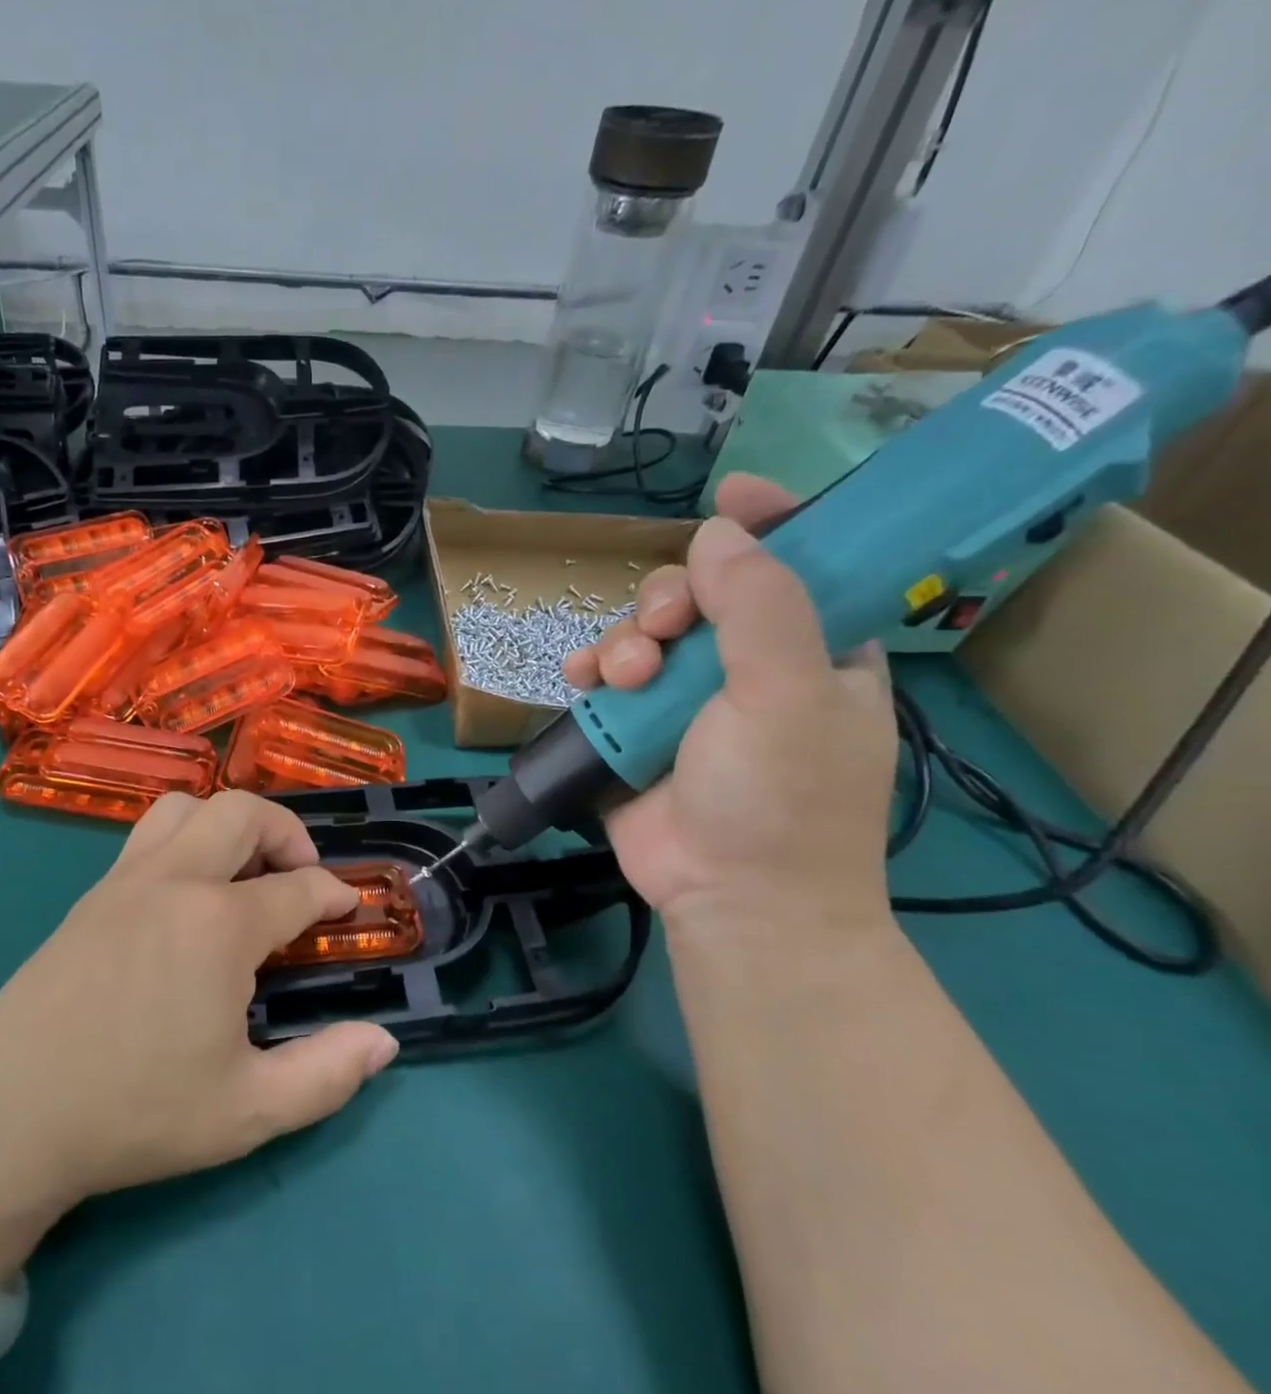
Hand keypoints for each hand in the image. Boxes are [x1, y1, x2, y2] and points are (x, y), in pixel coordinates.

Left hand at [0, 791, 398, 1282]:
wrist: (8, 1116)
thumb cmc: (134, 1113)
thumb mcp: (247, 1111)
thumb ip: (326, 1075)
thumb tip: (383, 1042)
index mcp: (219, 924)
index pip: (298, 888)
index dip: (334, 894)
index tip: (348, 908)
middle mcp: (175, 881)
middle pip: (243, 812)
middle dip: (288, 832)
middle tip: (300, 876)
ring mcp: (126, 880)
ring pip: (187, 807)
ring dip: (229, 824)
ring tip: (243, 872)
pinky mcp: (92, 894)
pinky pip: (149, 834)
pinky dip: (186, 839)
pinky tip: (188, 895)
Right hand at [563, 474, 898, 951]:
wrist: (730, 899)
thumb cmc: (781, 797)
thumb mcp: (788, 693)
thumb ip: (761, 605)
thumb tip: (719, 532)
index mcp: (813, 651)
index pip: (797, 565)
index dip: (768, 524)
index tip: (731, 495)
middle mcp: (748, 668)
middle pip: (702, 594)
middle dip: (670, 599)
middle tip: (662, 629)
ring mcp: (686, 701)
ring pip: (644, 633)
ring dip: (623, 640)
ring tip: (619, 676)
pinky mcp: (635, 730)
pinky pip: (605, 678)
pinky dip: (589, 670)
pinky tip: (580, 679)